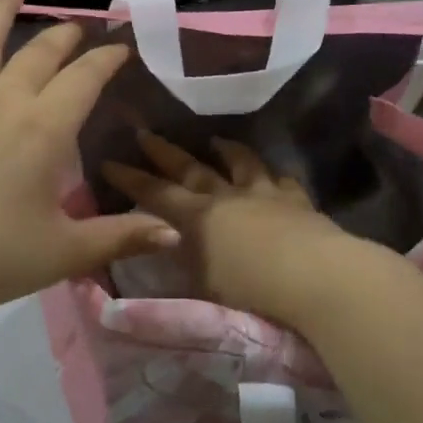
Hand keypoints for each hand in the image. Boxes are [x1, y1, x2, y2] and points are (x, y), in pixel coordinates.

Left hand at [0, 0, 179, 323]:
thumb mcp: (65, 252)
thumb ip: (121, 237)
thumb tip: (174, 234)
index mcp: (44, 130)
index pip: (84, 79)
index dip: (107, 59)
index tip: (122, 47)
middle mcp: (3, 104)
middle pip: (39, 55)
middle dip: (64, 36)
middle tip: (78, 27)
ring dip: (0, 10)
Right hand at [103, 133, 357, 329]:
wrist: (313, 276)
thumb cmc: (249, 289)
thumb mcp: (202, 282)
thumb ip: (182, 260)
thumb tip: (164, 243)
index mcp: (197, 217)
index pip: (154, 193)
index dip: (130, 178)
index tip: (108, 160)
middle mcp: (226, 197)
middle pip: (190, 168)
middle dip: (164, 152)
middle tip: (145, 133)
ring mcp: (264, 194)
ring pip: (240, 163)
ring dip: (225, 151)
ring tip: (214, 140)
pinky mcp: (296, 201)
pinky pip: (282, 180)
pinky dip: (274, 174)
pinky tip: (274, 173)